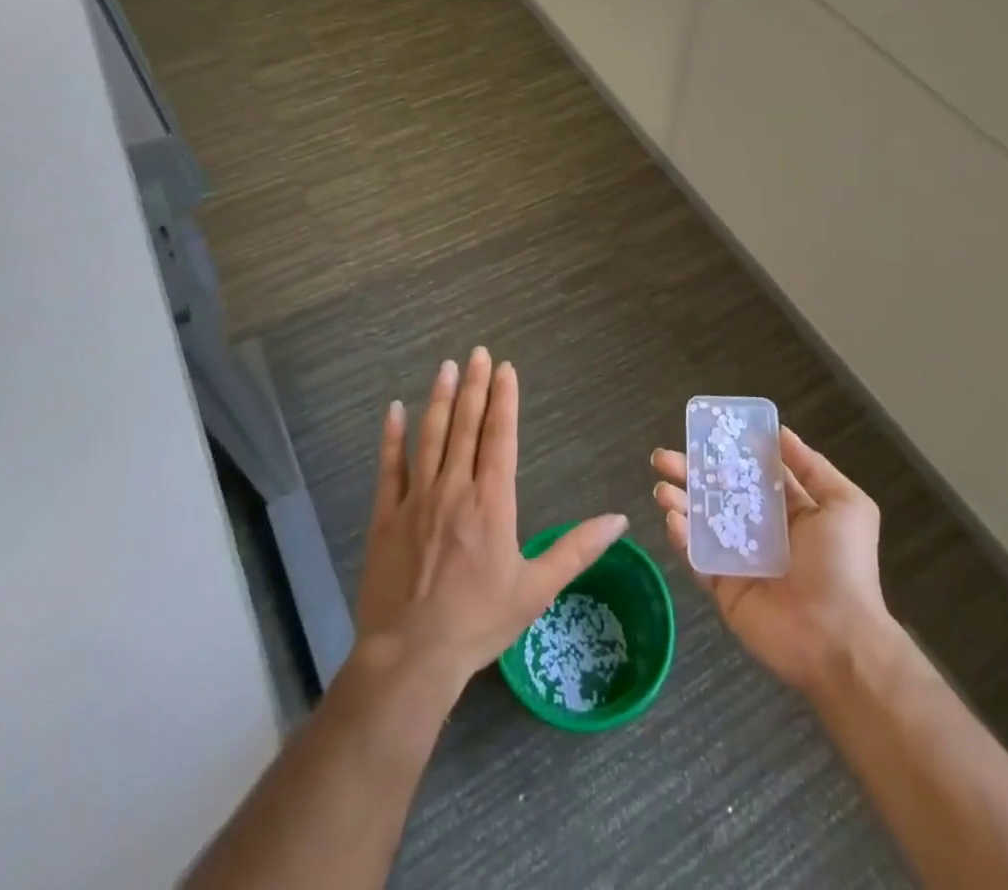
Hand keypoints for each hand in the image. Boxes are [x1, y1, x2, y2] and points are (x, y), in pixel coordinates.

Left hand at [354, 347, 629, 702]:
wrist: (412, 656)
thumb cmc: (480, 622)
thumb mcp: (537, 589)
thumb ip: (577, 549)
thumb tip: (620, 518)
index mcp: (492, 502)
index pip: (500, 437)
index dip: (504, 400)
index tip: (505, 368)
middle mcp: (455, 488)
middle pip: (466, 425)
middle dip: (474, 385)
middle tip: (477, 352)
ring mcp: (417, 499)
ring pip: (430, 436)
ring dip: (439, 398)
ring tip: (446, 367)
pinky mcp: (387, 515)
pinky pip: (390, 467)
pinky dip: (392, 436)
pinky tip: (394, 409)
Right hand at [652, 426, 899, 693]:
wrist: (839, 640)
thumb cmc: (845, 566)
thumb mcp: (845, 505)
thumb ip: (812, 467)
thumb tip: (780, 432)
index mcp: (788, 509)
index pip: (750, 472)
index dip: (726, 451)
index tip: (702, 431)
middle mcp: (760, 529)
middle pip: (717, 492)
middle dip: (690, 471)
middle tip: (663, 456)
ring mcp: (738, 559)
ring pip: (700, 522)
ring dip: (678, 501)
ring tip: (661, 487)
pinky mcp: (723, 588)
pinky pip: (697, 558)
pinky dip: (681, 538)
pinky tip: (672, 518)